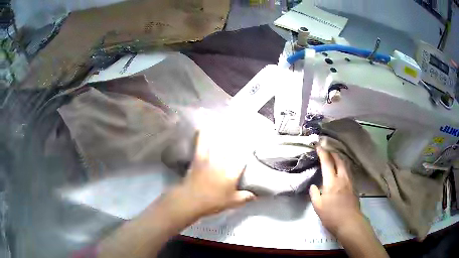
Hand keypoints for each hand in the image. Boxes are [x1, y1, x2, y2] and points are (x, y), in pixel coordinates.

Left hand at [178, 131, 255, 217]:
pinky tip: (203, 127)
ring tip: (227, 126)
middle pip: (232, 148)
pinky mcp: (198, 158)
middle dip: (238, 140)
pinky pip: (201, 143)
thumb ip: (245, 197)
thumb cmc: (213, 202)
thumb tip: (256, 195)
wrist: (190, 200)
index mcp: (232, 173)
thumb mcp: (232, 202)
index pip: (243, 158)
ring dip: (223, 135)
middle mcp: (223, 162)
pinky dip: (202, 135)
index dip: (248, 150)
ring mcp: (210, 158)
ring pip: (218, 143)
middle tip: (242, 132)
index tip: (253, 143)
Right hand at [309, 147, 363, 236]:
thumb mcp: (318, 207)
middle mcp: (342, 178)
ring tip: (334, 156)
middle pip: (339, 160)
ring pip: (345, 164)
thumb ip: (314, 194)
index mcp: (332, 182)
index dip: (322, 153)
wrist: (349, 222)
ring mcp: (350, 181)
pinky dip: (343, 165)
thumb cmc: (332, 215)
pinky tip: (341, 169)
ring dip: (339, 158)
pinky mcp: (354, 186)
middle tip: (326, 149)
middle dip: (332, 152)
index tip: (318, 146)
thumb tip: (313, 186)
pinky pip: (348, 170)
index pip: (327, 162)